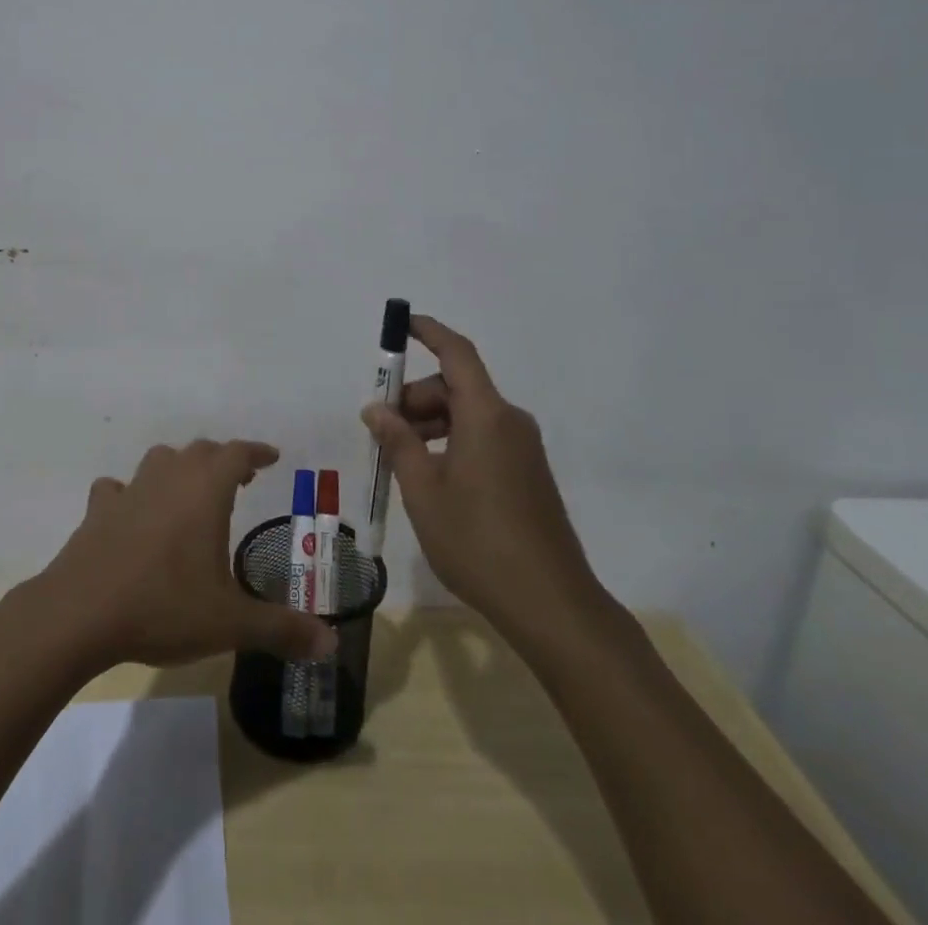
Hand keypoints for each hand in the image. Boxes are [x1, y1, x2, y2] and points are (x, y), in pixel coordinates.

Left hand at [33, 439, 337, 670]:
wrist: (81, 613)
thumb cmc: (164, 606)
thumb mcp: (230, 623)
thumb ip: (282, 629)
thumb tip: (330, 641)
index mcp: (205, 491)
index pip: (237, 453)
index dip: (257, 452)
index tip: (272, 457)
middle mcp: (169, 478)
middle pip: (200, 451)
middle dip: (223, 460)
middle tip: (239, 479)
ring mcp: (130, 491)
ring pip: (159, 460)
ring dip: (178, 468)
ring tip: (189, 492)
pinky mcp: (98, 510)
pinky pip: (117, 489)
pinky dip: (130, 494)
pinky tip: (131, 513)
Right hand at [360, 316, 608, 636]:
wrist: (551, 603)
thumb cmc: (477, 540)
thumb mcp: (423, 489)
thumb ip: (398, 441)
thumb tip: (376, 408)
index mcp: (486, 415)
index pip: (456, 353)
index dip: (429, 331)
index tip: (401, 324)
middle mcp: (509, 421)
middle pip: (456, 386)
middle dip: (415, 397)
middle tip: (382, 430)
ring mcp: (523, 448)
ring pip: (469, 414)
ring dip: (431, 423)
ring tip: (401, 459)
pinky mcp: (528, 473)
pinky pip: (483, 437)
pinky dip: (452, 441)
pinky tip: (432, 477)